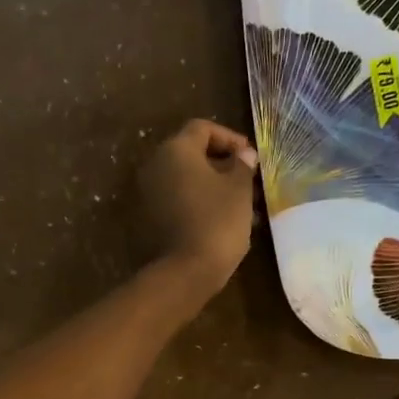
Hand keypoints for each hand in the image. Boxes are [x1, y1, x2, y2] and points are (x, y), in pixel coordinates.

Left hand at [136, 118, 258, 292]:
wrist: (186, 270)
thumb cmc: (217, 221)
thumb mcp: (239, 189)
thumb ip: (242, 165)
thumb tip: (243, 154)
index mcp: (176, 150)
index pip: (202, 128)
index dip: (229, 137)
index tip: (250, 156)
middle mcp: (156, 166)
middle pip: (191, 154)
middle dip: (222, 164)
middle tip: (248, 180)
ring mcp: (149, 193)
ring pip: (186, 180)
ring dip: (212, 186)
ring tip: (241, 204)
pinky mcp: (149, 218)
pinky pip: (177, 200)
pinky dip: (198, 203)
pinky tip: (222, 220)